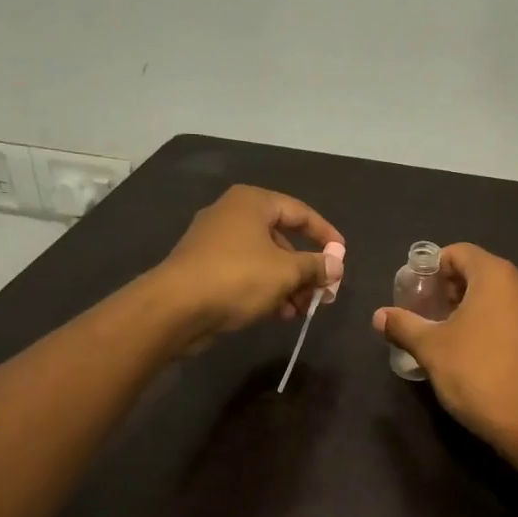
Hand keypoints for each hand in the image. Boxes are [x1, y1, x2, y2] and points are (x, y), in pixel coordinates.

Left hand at [156, 185, 344, 337]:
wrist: (175, 308)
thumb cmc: (237, 277)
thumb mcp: (286, 272)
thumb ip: (316, 266)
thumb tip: (336, 265)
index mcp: (252, 202)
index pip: (300, 212)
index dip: (325, 234)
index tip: (342, 256)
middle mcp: (231, 214)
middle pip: (281, 238)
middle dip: (305, 268)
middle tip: (323, 293)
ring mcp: (214, 241)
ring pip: (263, 259)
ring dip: (287, 284)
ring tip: (300, 310)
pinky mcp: (204, 268)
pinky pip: (244, 273)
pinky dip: (264, 289)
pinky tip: (277, 314)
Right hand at [373, 244, 517, 442]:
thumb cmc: (476, 372)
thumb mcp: (430, 348)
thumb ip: (403, 325)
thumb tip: (379, 315)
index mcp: (496, 276)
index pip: (459, 252)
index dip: (433, 267)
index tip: (416, 291)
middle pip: (479, 272)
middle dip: (450, 288)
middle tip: (426, 311)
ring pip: (497, 296)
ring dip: (470, 306)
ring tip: (445, 332)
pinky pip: (512, 317)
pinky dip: (490, 323)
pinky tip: (473, 350)